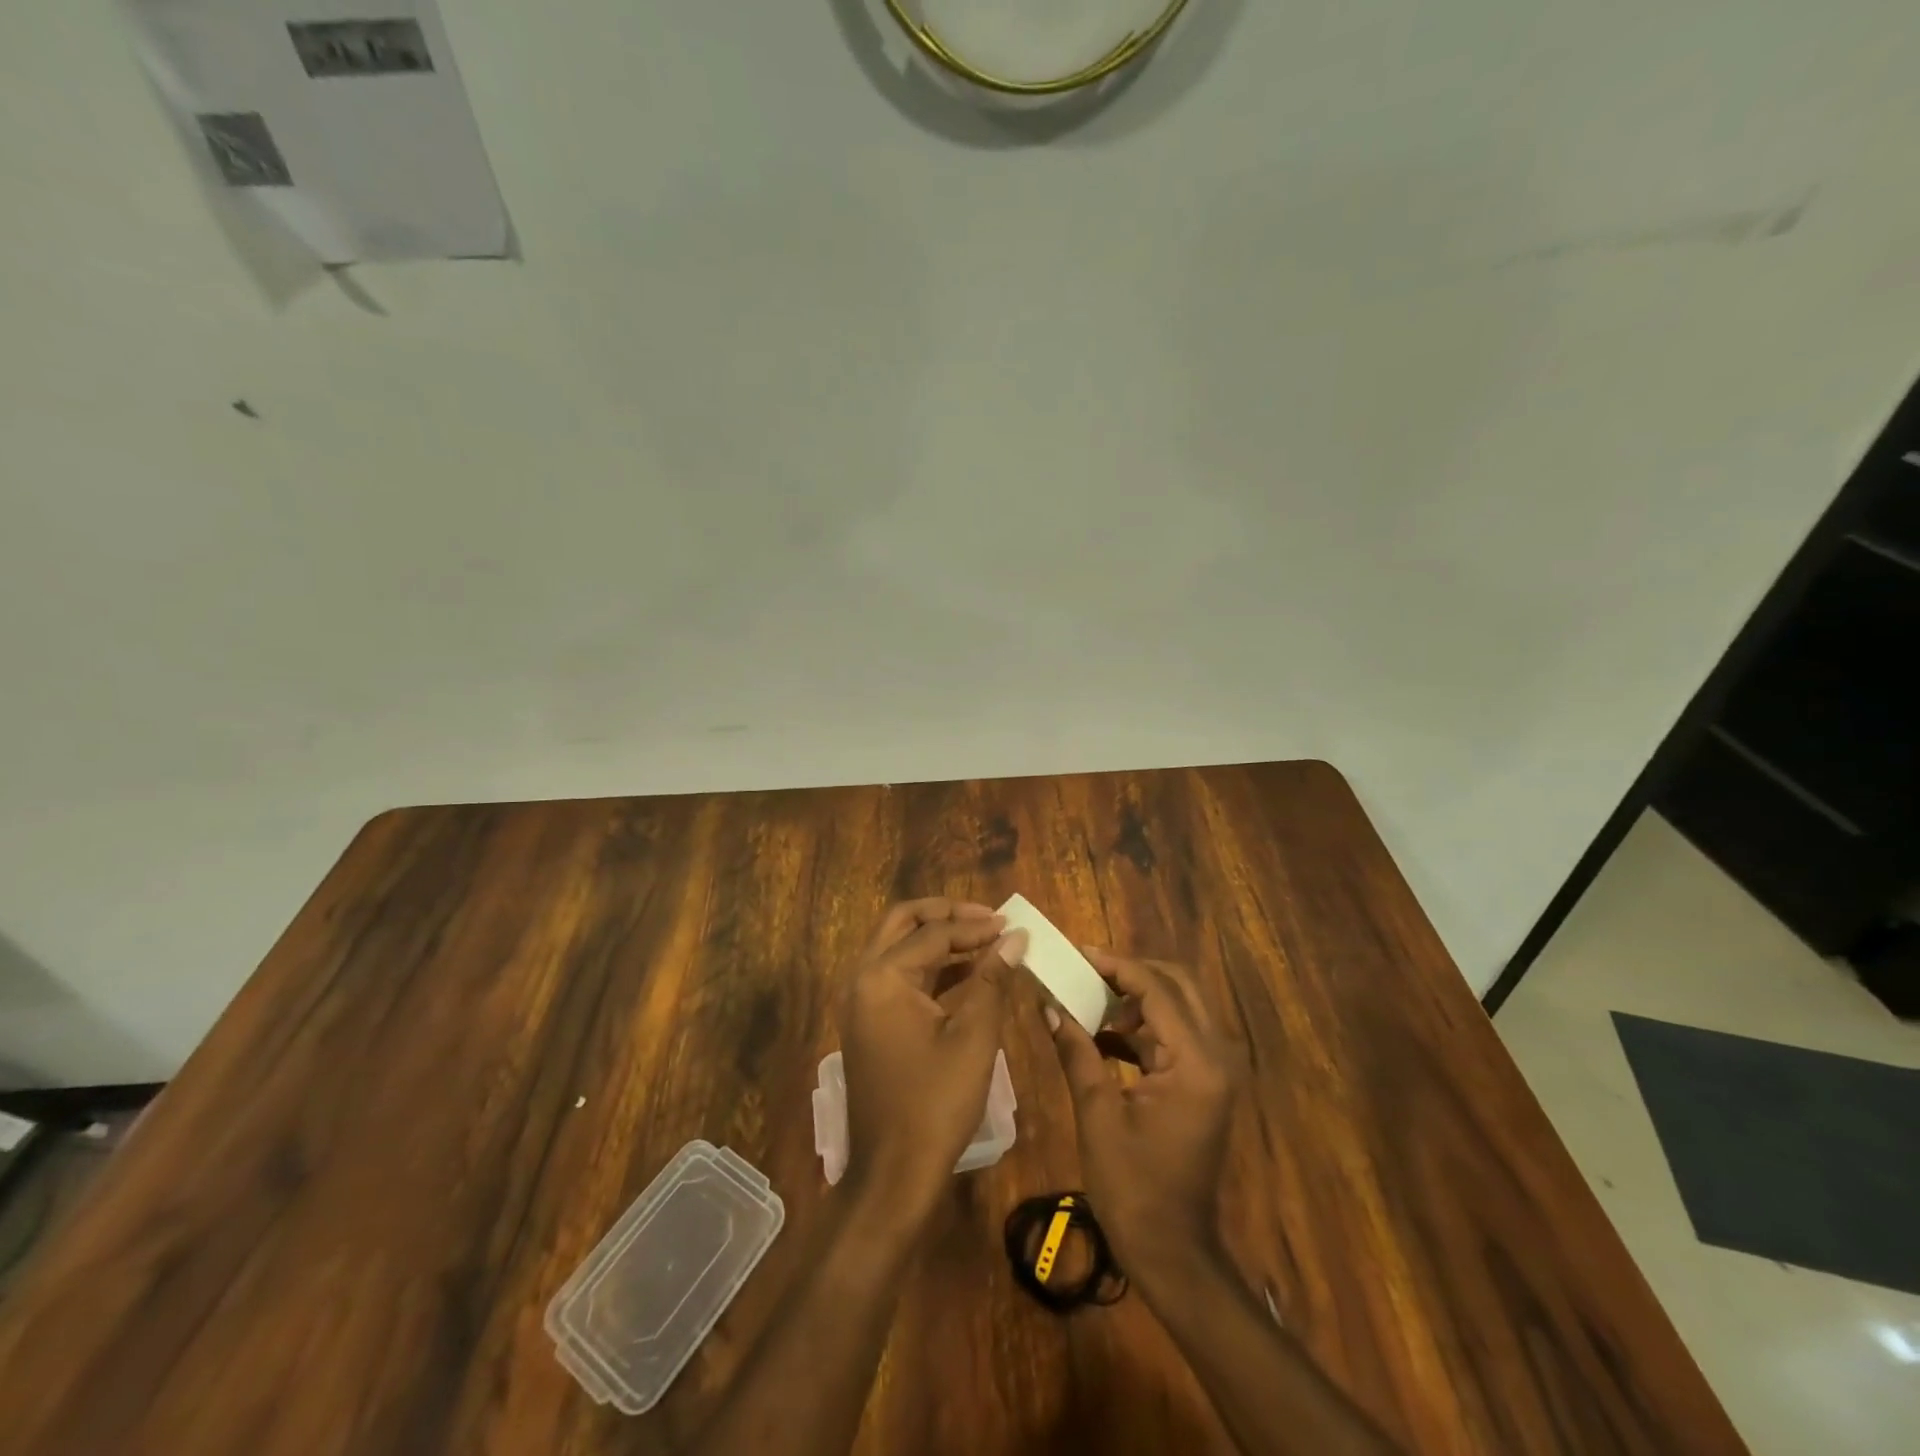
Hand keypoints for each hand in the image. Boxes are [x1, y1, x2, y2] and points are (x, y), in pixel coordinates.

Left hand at [839, 899, 1025, 1216]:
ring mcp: (862, 1001)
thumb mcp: (973, 1037)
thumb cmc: (935, 1103)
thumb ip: (993, 979)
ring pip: (899, 947)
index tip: (1012, 924)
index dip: (976, 926)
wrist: (893, 1174)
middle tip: (987, 917)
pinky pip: (899, 976)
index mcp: (882, 977)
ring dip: (939, 938)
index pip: (933, 933)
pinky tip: (967, 972)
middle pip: (903, 923)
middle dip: (946, 915)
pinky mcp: (870, 1022)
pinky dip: (931, 967)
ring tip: (984, 939)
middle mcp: (863, 979)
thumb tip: (1015, 938)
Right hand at [1044, 950, 1239, 1289]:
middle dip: (1131, 972)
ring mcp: (1214, 1070)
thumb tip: (1048, 1005)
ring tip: (1089, 998)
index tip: (1078, 953)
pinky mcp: (1205, 1084)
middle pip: (1178, 985)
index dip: (1115, 965)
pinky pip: (1176, 1035)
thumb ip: (1077, 1051)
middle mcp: (1216, 1056)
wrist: (1173, 1251)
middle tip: (1086, 970)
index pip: (1156, 989)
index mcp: (1195, 1062)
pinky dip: (1142, 1027)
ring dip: (1136, 998)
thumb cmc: (1132, 1187)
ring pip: (1179, 1007)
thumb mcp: (1097, 1114)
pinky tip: (1104, 1036)